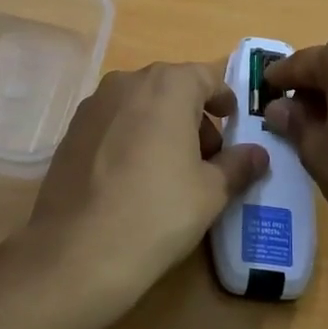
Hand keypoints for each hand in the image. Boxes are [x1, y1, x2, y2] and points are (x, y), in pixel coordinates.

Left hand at [24, 61, 269, 328]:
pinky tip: (133, 180)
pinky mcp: (70, 133)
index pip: (207, 76)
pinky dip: (130, 139)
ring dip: (160, 126)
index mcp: (167, 86)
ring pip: (139, 105)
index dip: (224, 98)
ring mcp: (92, 106)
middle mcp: (126, 83)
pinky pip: (112, 125)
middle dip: (192, 116)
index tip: (234, 123)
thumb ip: (238, 165)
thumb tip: (258, 155)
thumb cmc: (158, 212)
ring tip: (171, 171)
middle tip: (207, 156)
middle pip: (170, 88)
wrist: (77, 252)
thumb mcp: (211, 191)